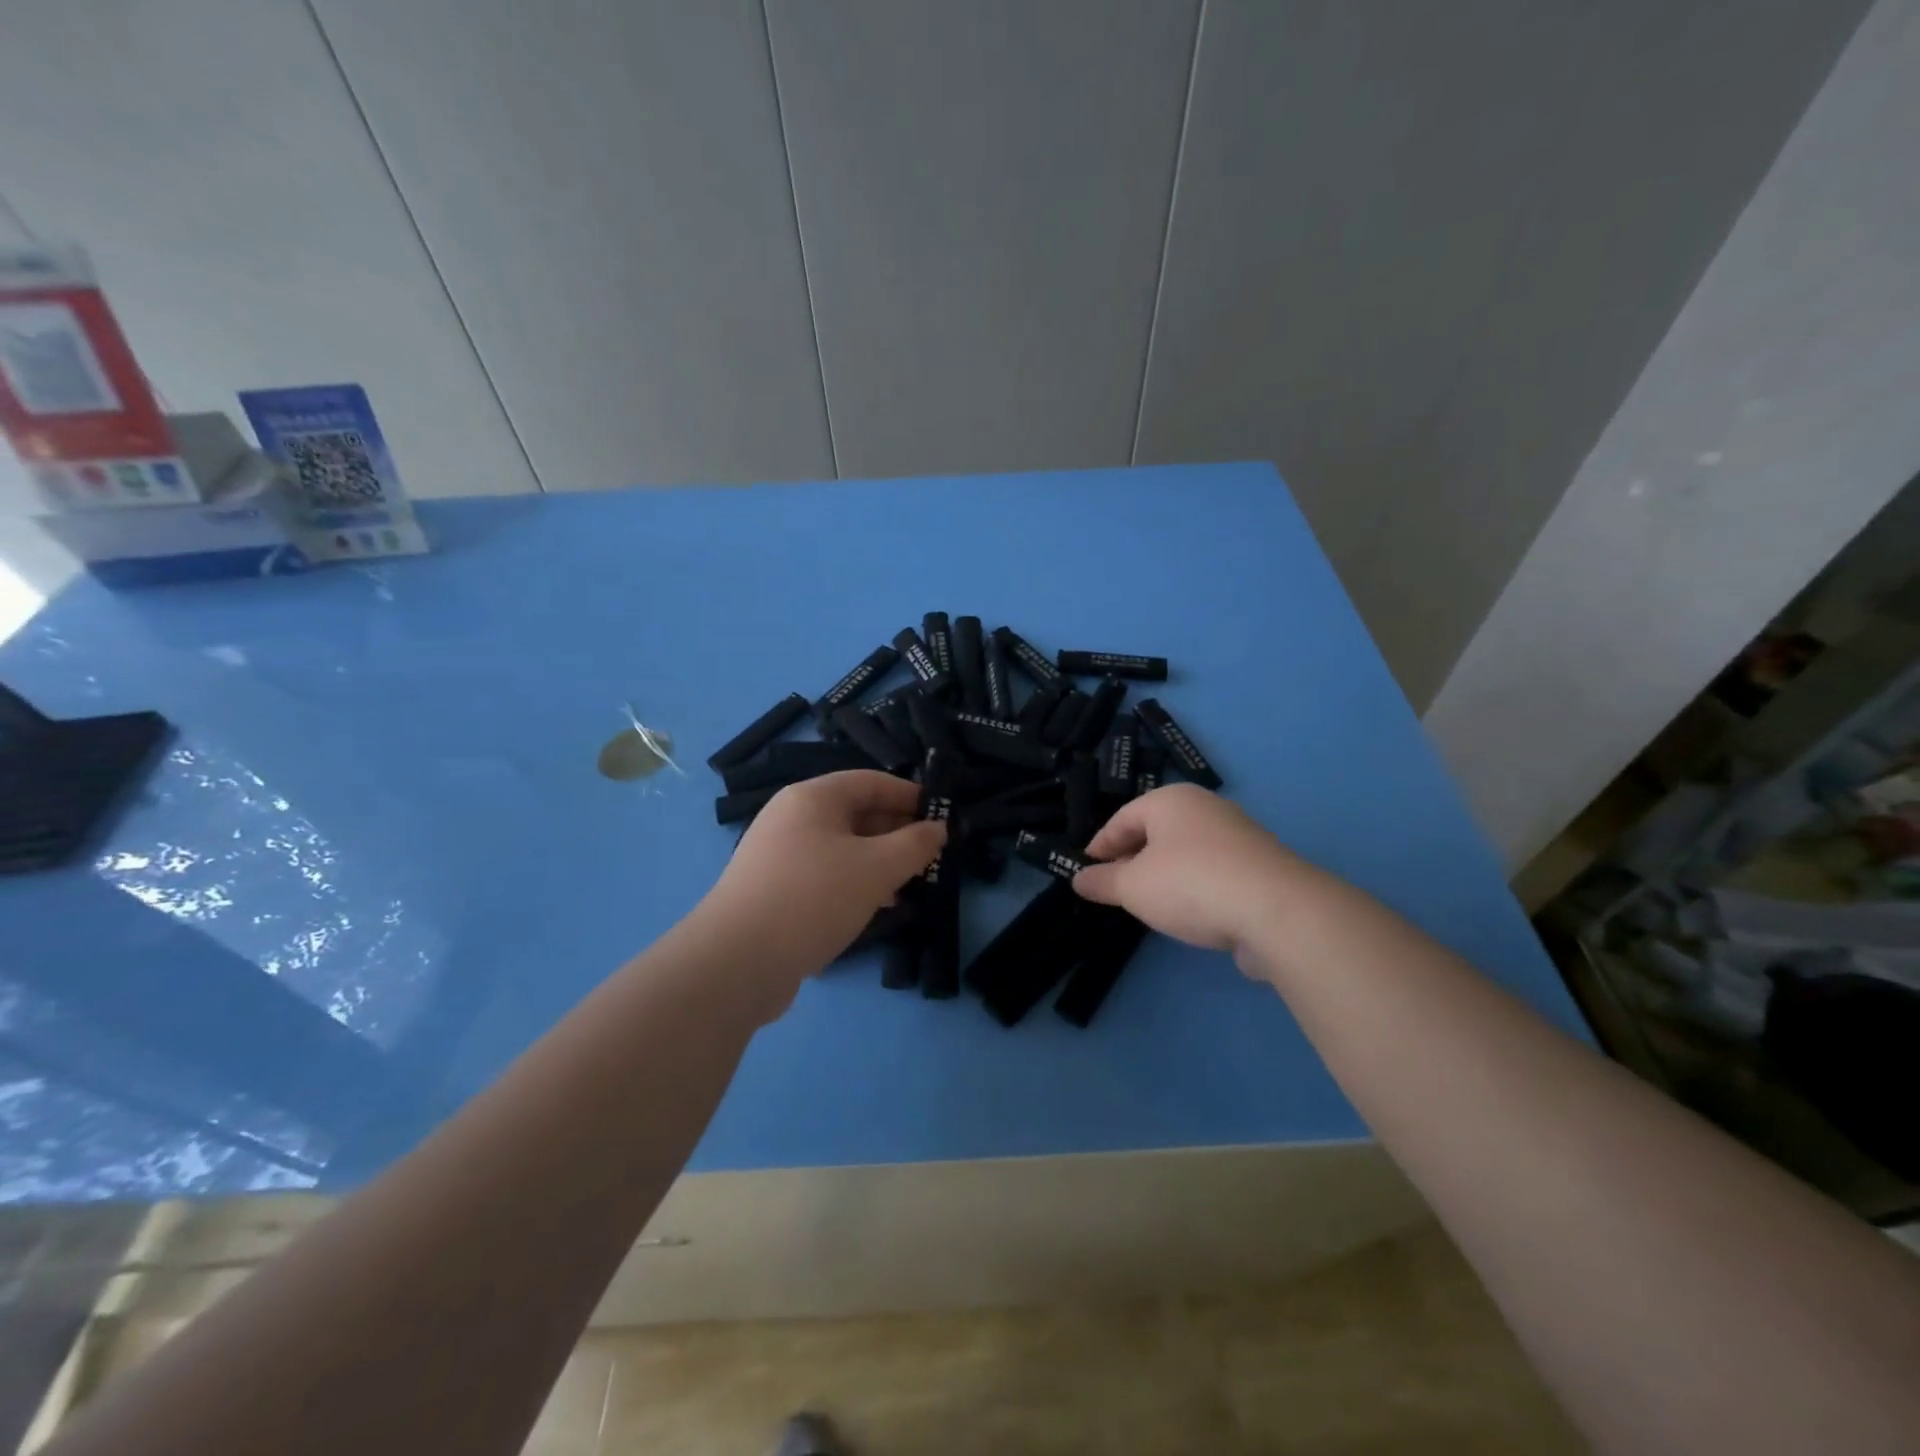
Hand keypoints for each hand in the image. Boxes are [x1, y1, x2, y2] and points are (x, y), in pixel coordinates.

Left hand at [699, 770, 945, 991]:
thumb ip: (915, 844)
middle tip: (931, 855)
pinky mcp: (773, 889)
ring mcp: (778, 854)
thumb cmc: (814, 898)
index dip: (909, 795)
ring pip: (842, 847)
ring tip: (910, 884)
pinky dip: (854, 882)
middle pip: (855, 813)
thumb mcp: (877, 868)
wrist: (736, 962)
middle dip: (896, 832)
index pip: (871, 781)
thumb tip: (938, 829)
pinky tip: (876, 906)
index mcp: (812, 798)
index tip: (942, 816)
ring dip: (879, 861)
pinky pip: (824, 873)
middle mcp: (791, 817)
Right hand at [1072, 784, 1302, 958]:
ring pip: (1186, 851)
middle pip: (1156, 831)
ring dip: (1163, 873)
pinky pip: (1212, 870)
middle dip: (1131, 858)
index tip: (1086, 869)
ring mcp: (1238, 836)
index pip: (1123, 818)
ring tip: (1148, 902)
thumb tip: (1079, 879)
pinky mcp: (1260, 866)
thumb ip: (1103, 882)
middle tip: (1113, 886)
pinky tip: (1188, 912)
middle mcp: (1205, 808)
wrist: (1278, 911)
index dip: (1100, 845)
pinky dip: (1193, 885)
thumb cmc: (1191, 884)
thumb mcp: (1133, 887)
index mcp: (1171, 800)